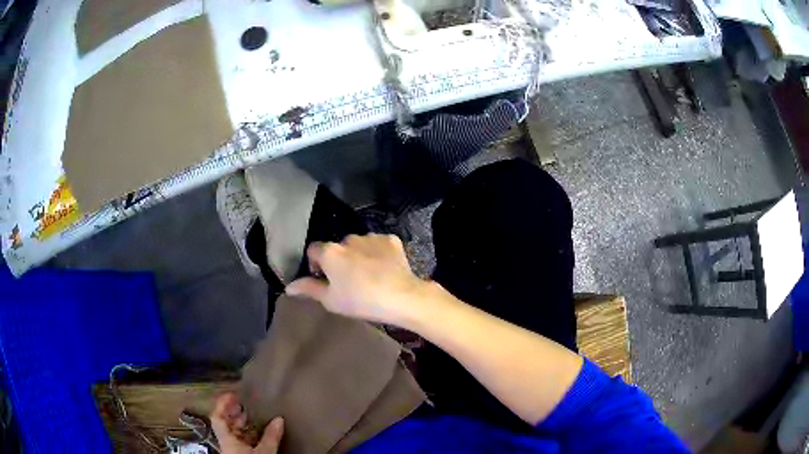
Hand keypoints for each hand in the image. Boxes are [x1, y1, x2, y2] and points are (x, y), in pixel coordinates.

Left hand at [210, 393, 283, 453]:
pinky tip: (254, 433)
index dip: (222, 404)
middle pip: (223, 424)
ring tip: (250, 416)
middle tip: (243, 404)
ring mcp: (231, 449)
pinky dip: (245, 434)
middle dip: (232, 412)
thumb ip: (270, 436)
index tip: (232, 394)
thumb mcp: (265, 452)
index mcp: (226, 439)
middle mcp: (225, 442)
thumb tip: (279, 419)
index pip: (217, 417)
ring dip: (239, 423)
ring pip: (231, 432)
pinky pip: (238, 441)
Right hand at [286, 234, 425, 324]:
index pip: (313, 250)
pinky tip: (384, 269)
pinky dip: (378, 253)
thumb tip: (289, 287)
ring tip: (369, 276)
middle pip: (337, 247)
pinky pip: (378, 244)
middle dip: (339, 260)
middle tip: (349, 281)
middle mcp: (348, 239)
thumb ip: (309, 289)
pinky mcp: (390, 239)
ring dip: (359, 255)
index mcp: (330, 252)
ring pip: (358, 245)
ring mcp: (371, 237)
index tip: (325, 279)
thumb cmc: (361, 301)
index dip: (316, 264)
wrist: (401, 296)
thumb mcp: (331, 300)